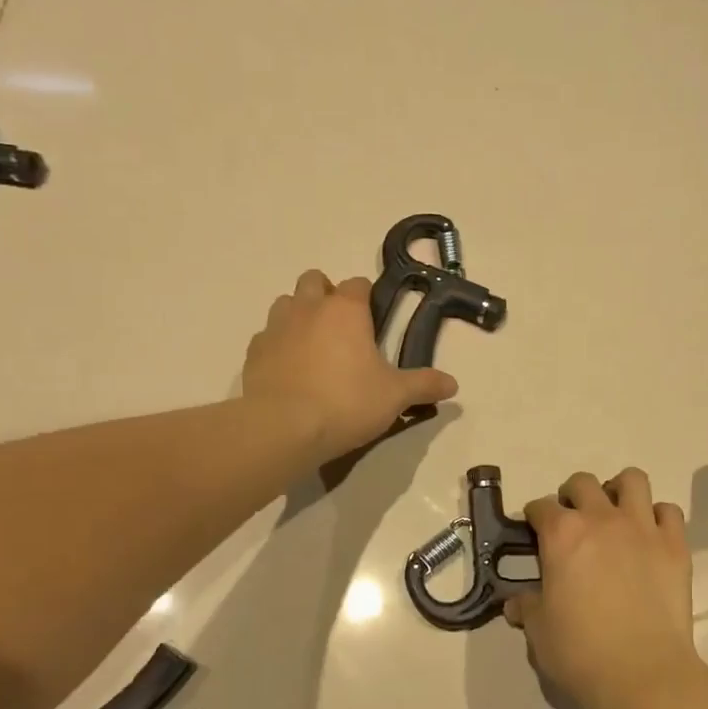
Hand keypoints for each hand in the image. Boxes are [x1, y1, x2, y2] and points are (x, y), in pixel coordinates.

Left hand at [242, 270, 456, 459]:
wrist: (284, 428)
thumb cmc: (347, 402)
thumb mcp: (395, 396)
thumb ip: (424, 385)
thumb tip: (453, 384)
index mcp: (346, 310)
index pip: (358, 283)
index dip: (367, 298)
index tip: (374, 321)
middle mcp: (308, 308)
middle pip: (314, 280)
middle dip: (327, 295)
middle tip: (341, 329)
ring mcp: (276, 327)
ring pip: (286, 303)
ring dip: (299, 314)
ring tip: (313, 346)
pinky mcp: (254, 352)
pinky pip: (267, 336)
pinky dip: (278, 345)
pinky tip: (289, 369)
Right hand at [504, 469, 707, 708]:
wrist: (643, 673)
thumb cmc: (581, 652)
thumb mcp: (539, 632)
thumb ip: (527, 608)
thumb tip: (516, 603)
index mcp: (562, 534)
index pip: (541, 507)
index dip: (535, 517)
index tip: (535, 532)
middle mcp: (601, 518)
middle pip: (583, 483)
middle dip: (573, 495)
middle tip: (573, 522)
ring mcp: (642, 527)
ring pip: (632, 480)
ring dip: (619, 491)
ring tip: (615, 513)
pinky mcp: (674, 545)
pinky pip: (668, 511)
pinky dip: (658, 517)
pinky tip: (650, 536)